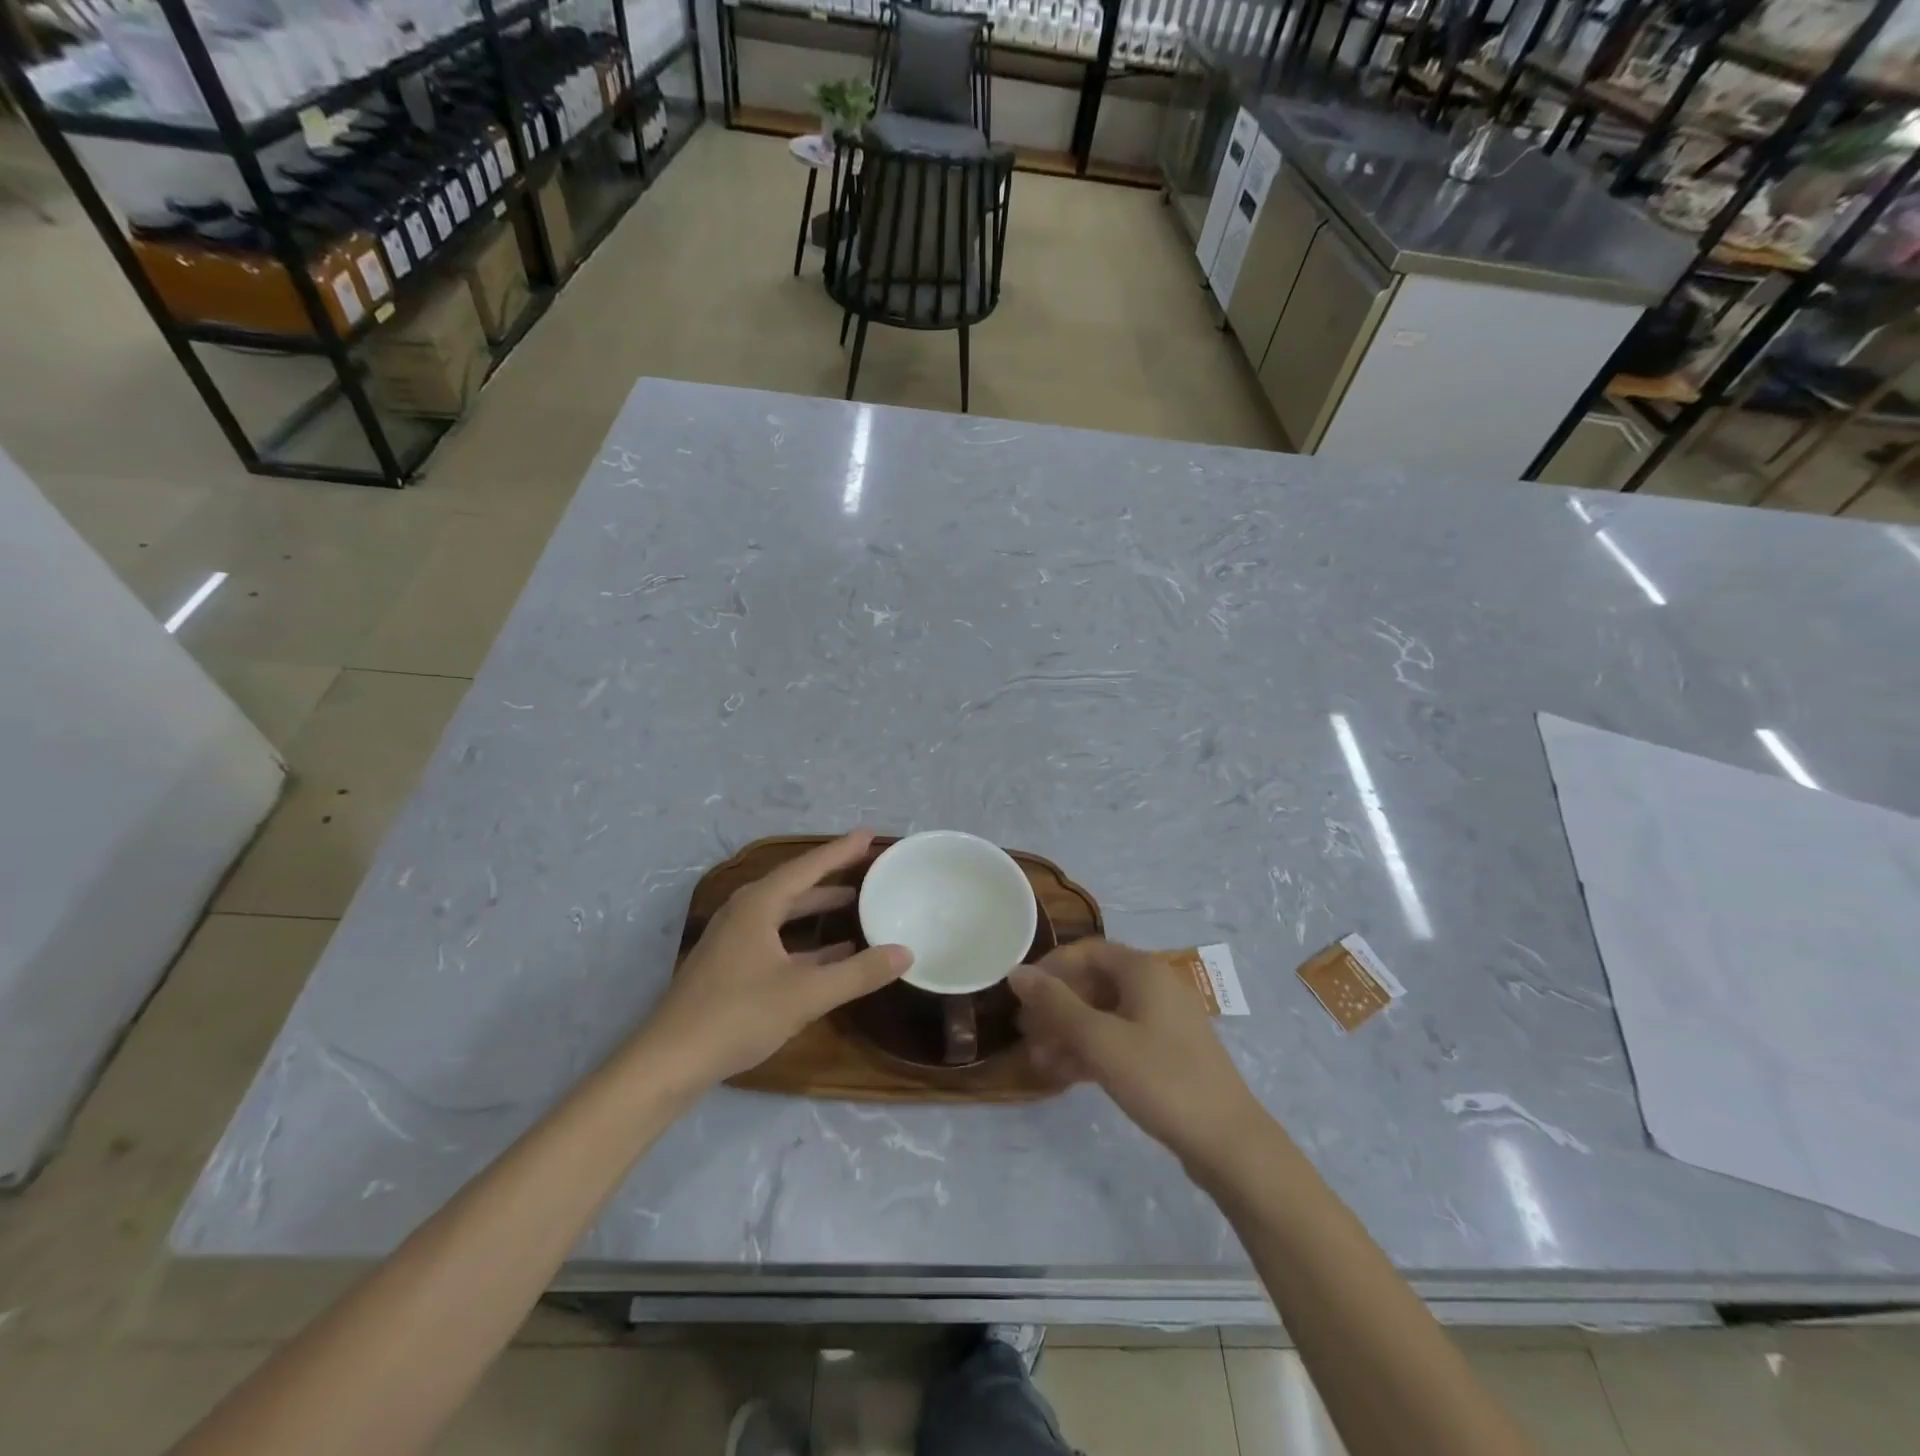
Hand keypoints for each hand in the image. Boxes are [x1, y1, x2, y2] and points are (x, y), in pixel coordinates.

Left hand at [634, 830, 911, 1088]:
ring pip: (783, 912)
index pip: (807, 867)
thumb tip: (906, 952)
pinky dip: (804, 939)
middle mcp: (744, 912)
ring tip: (853, 903)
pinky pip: (775, 937)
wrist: (669, 1061)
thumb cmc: (738, 1015)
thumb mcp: (806, 995)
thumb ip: (858, 973)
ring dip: (816, 907)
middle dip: (830, 875)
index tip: (869, 835)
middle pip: (794, 884)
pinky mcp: (730, 965)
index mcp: (758, 905)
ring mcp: (733, 939)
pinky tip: (830, 954)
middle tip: (865, 866)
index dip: (840, 851)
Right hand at [1010, 939, 1264, 1171]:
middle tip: (1024, 1032)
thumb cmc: (1161, 1079)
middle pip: (1093, 983)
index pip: (1086, 951)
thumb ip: (1056, 1004)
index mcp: (1143, 970)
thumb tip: (1016, 971)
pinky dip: (1091, 1051)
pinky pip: (1119, 1039)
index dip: (1050, 968)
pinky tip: (1063, 1075)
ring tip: (1037, 1060)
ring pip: (1104, 1014)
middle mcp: (1154, 986)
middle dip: (1056, 1006)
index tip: (1020, 994)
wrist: (1227, 1142)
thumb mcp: (1100, 1040)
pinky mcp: (1166, 1053)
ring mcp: (1163, 1021)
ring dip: (1068, 1032)